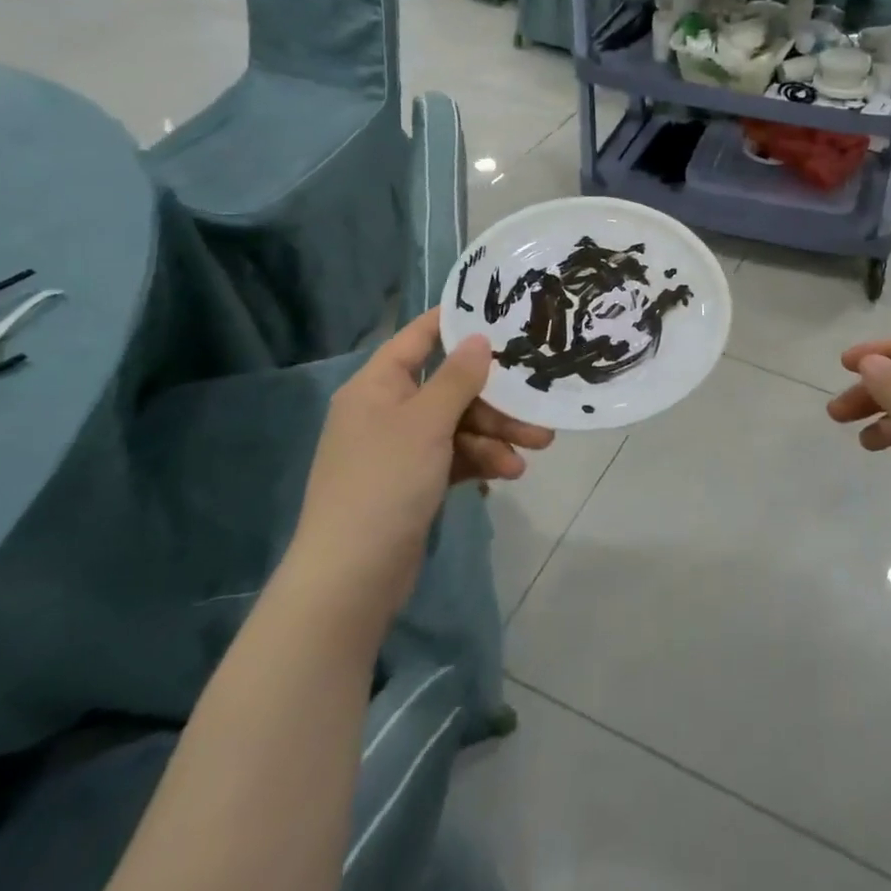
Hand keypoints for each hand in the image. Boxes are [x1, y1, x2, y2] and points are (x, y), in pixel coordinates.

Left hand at [287, 308, 552, 628]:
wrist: (352, 577)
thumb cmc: (385, 482)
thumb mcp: (426, 423)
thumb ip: (457, 377)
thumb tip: (478, 337)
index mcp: (377, 385)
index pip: (420, 337)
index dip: (457, 322)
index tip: (502, 313)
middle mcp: (387, 410)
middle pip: (450, 386)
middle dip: (496, 398)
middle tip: (538, 402)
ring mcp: (401, 447)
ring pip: (459, 424)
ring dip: (496, 433)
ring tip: (537, 446)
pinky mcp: (414, 480)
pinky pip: (455, 456)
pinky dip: (482, 460)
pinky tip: (509, 472)